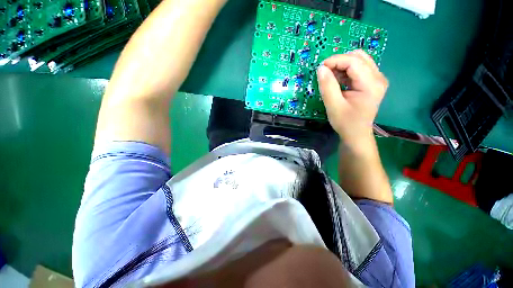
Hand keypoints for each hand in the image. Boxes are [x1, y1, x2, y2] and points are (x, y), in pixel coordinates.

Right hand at [317, 50, 387, 148]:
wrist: (356, 134)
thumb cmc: (345, 123)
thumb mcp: (333, 106)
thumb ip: (327, 86)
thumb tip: (321, 68)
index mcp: (371, 84)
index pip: (354, 61)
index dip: (335, 60)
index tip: (320, 68)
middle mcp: (378, 77)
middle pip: (358, 57)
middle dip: (339, 61)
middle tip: (325, 73)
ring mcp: (376, 79)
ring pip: (358, 61)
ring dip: (341, 66)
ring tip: (330, 78)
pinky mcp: (372, 82)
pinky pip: (358, 69)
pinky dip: (345, 71)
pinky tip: (337, 81)